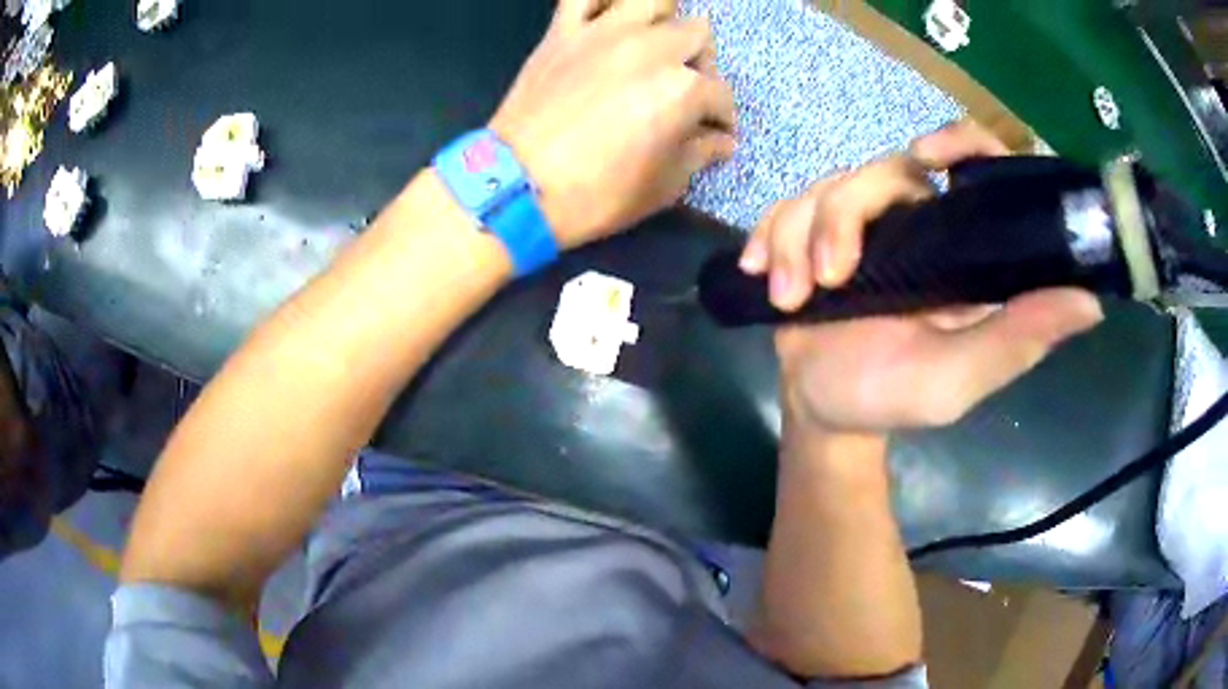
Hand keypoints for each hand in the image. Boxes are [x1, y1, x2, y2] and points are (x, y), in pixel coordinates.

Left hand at [489, 0, 735, 248]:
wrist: (517, 187)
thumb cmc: (597, 194)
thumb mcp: (663, 186)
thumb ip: (700, 154)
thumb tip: (722, 141)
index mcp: (683, 88)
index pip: (720, 96)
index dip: (723, 118)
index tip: (716, 133)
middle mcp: (652, 48)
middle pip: (697, 35)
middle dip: (700, 64)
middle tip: (684, 89)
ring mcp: (604, 33)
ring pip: (654, 0)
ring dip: (664, 20)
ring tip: (654, 45)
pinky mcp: (564, 32)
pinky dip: (601, 2)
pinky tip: (609, 19)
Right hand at [743, 121, 1104, 433]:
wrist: (823, 411)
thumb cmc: (894, 397)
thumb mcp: (960, 377)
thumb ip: (1017, 339)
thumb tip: (1091, 300)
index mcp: (959, 248)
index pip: (973, 166)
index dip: (960, 142)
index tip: (931, 156)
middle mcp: (914, 222)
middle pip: (881, 169)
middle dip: (843, 218)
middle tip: (828, 280)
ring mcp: (860, 225)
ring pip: (826, 189)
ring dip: (799, 239)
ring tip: (792, 298)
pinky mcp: (811, 233)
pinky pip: (785, 209)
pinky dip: (769, 239)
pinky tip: (763, 276)